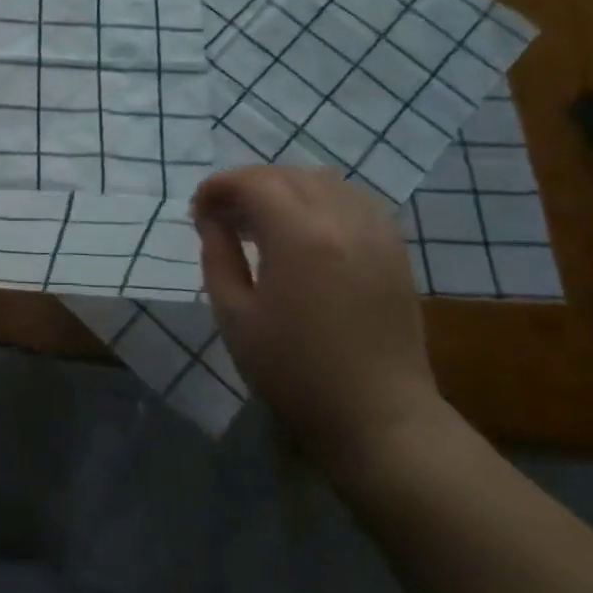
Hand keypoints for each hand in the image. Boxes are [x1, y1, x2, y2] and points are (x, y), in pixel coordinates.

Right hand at [192, 166, 445, 471]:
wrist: (377, 416)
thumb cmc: (293, 371)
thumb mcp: (234, 315)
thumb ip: (218, 256)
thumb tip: (212, 220)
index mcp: (300, 236)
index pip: (254, 182)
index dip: (218, 187)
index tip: (197, 211)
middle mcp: (343, 220)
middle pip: (288, 175)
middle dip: (247, 185)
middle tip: (221, 216)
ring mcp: (376, 233)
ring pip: (324, 182)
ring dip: (285, 189)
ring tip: (260, 221)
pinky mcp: (394, 250)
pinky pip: (354, 201)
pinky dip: (321, 201)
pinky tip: (304, 230)